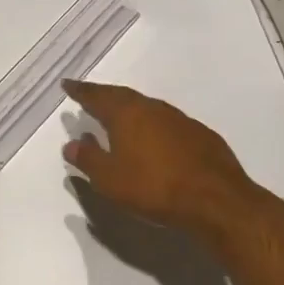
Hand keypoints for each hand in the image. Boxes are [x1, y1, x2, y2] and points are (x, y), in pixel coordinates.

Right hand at [61, 81, 267, 248]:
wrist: (216, 200)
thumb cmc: (154, 187)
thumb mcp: (110, 179)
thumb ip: (88, 159)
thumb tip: (72, 143)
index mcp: (126, 114)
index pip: (97, 96)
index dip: (80, 91)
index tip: (67, 84)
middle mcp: (152, 108)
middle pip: (122, 96)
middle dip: (104, 96)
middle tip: (90, 96)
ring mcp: (179, 119)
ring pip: (147, 108)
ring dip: (130, 110)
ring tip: (119, 118)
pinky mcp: (200, 134)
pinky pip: (167, 123)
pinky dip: (153, 126)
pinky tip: (154, 140)